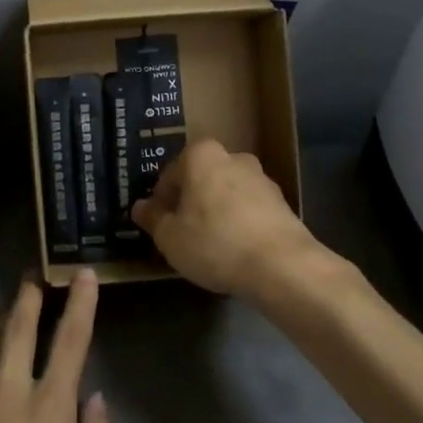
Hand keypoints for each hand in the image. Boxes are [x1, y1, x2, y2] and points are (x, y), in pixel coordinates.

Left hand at [0, 272, 115, 422]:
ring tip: (12, 302)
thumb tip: (95, 400)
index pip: (69, 343)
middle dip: (29, 298)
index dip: (80, 304)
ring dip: (3, 318)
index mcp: (48, 414)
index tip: (83, 274)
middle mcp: (10, 397)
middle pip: (18, 331)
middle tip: (34, 274)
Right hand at [132, 138, 319, 297]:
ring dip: (216, 211)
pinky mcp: (282, 203)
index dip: (160, 201)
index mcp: (201, 156)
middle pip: (201, 179)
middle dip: (190, 201)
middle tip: (182, 233)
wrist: (282, 266)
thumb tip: (140, 207)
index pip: (170, 174)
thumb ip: (152, 218)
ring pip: (227, 193)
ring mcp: (262, 179)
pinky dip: (239, 223)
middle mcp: (233, 157)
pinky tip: (235, 250)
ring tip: (210, 244)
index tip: (159, 224)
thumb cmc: (214, 243)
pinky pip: (249, 209)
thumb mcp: (170, 237)